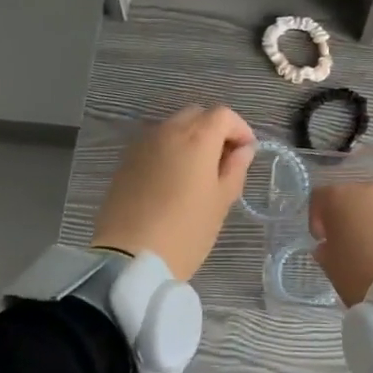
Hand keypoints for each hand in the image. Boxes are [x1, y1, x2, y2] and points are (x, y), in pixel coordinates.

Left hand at [92, 106, 256, 278]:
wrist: (129, 257)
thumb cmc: (185, 231)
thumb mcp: (220, 202)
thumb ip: (235, 169)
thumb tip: (243, 149)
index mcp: (196, 137)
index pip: (223, 115)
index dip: (240, 129)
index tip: (246, 153)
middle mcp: (168, 130)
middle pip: (197, 115)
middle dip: (214, 130)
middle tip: (223, 161)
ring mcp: (143, 143)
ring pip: (173, 127)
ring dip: (190, 139)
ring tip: (198, 172)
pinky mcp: (126, 159)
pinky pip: (155, 143)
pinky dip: (170, 150)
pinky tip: (173, 179)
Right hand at [309, 182, 372, 306]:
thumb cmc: (360, 272)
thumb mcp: (331, 267)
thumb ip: (325, 251)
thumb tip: (327, 246)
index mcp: (339, 198)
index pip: (319, 198)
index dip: (316, 218)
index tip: (321, 239)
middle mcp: (367, 190)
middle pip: (350, 198)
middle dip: (347, 218)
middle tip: (349, 244)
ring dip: (372, 221)